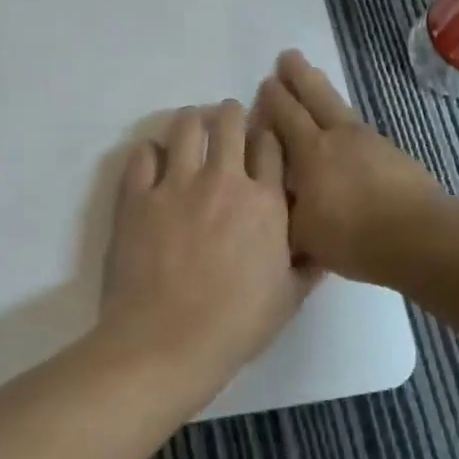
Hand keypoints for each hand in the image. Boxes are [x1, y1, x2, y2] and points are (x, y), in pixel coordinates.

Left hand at [99, 102, 312, 398]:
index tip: (260, 142)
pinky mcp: (137, 196)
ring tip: (190, 133)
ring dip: (191, 122)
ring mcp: (176, 185)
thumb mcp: (288, 300)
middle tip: (225, 126)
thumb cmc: (234, 326)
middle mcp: (223, 181)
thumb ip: (307, 266)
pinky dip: (151, 152)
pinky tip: (154, 163)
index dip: (267, 136)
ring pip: (185, 125)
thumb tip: (322, 247)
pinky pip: (143, 154)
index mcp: (265, 203)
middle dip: (230, 116)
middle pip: (229, 121)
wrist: (166, 343)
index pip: (271, 145)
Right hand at [252, 50, 442, 285]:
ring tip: (315, 79)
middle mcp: (338, 137)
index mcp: (310, 151)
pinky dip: (347, 123)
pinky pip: (361, 129)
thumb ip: (282, 212)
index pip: (285, 114)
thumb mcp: (300, 234)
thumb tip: (270, 203)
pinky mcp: (394, 155)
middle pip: (315, 96)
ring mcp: (371, 142)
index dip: (273, 98)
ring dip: (324, 91)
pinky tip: (347, 132)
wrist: (419, 237)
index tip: (264, 82)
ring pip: (341, 107)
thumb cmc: (351, 236)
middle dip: (298, 76)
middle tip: (287, 56)